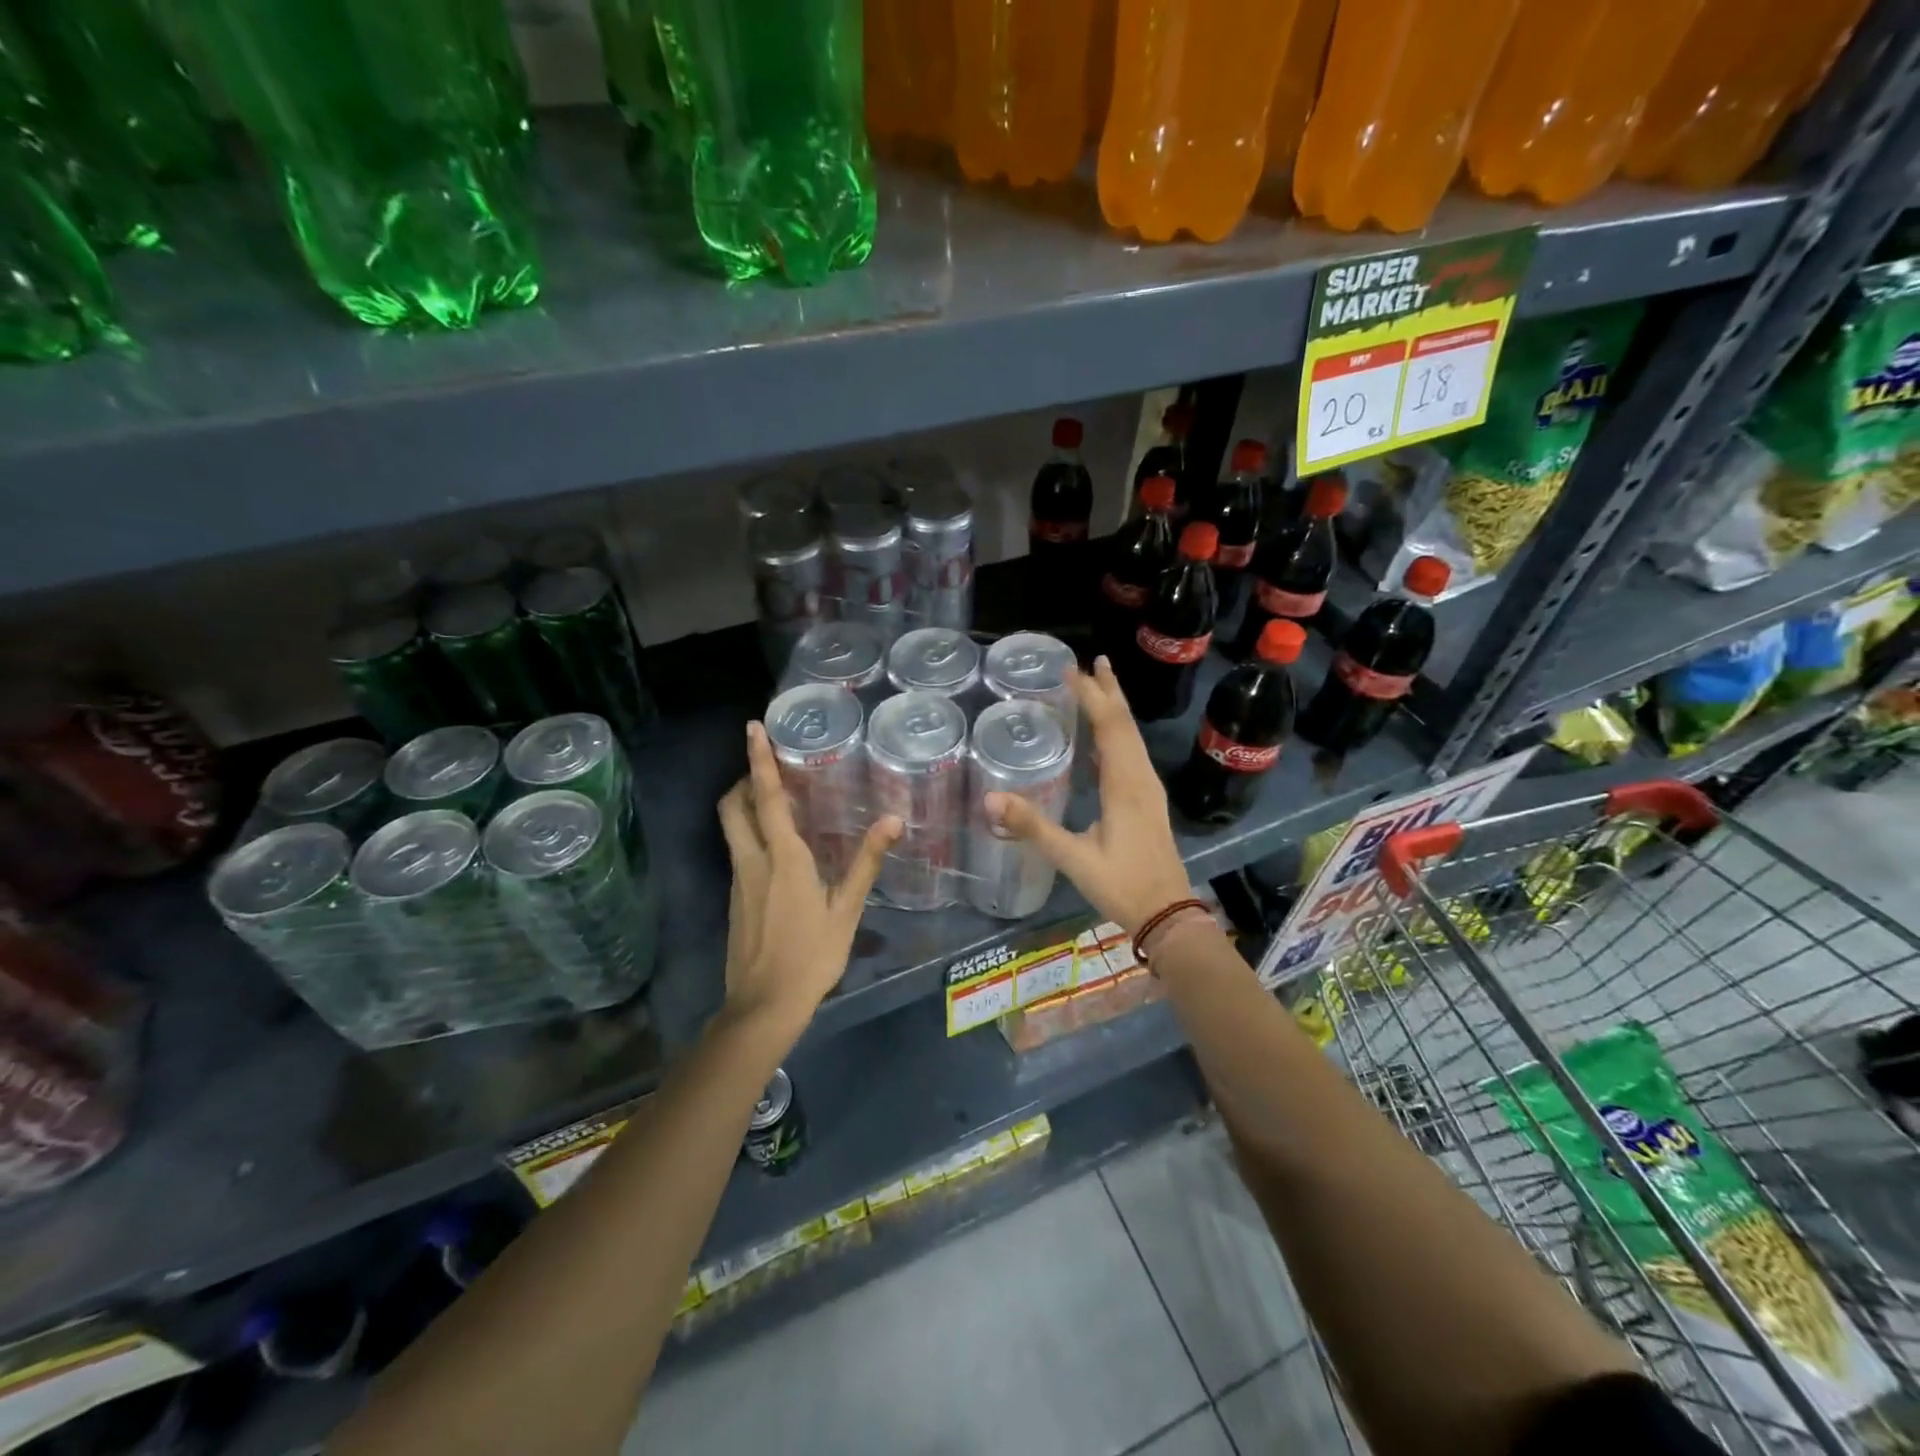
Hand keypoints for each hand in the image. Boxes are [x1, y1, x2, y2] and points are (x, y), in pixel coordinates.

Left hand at [717, 721, 901, 1036]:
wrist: (763, 1005)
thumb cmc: (812, 955)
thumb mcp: (847, 910)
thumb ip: (867, 862)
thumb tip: (892, 820)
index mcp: (783, 858)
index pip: (767, 797)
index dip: (759, 760)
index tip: (752, 728)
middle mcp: (753, 860)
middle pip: (732, 806)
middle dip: (743, 779)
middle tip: (768, 769)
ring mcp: (738, 880)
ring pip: (731, 828)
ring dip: (745, 805)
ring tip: (775, 800)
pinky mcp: (733, 898)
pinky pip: (737, 851)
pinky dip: (749, 834)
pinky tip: (776, 849)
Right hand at [985, 657, 1190, 932]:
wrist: (1168, 915)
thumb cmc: (1123, 885)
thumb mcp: (1074, 859)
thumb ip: (1034, 828)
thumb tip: (991, 798)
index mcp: (1126, 785)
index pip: (1110, 727)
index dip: (1091, 696)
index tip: (1071, 670)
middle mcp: (1141, 778)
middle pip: (1126, 724)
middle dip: (1109, 691)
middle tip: (1091, 662)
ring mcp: (1149, 789)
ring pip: (1133, 737)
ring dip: (1116, 709)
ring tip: (1100, 685)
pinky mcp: (1149, 801)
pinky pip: (1133, 754)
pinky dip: (1118, 734)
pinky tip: (1105, 738)